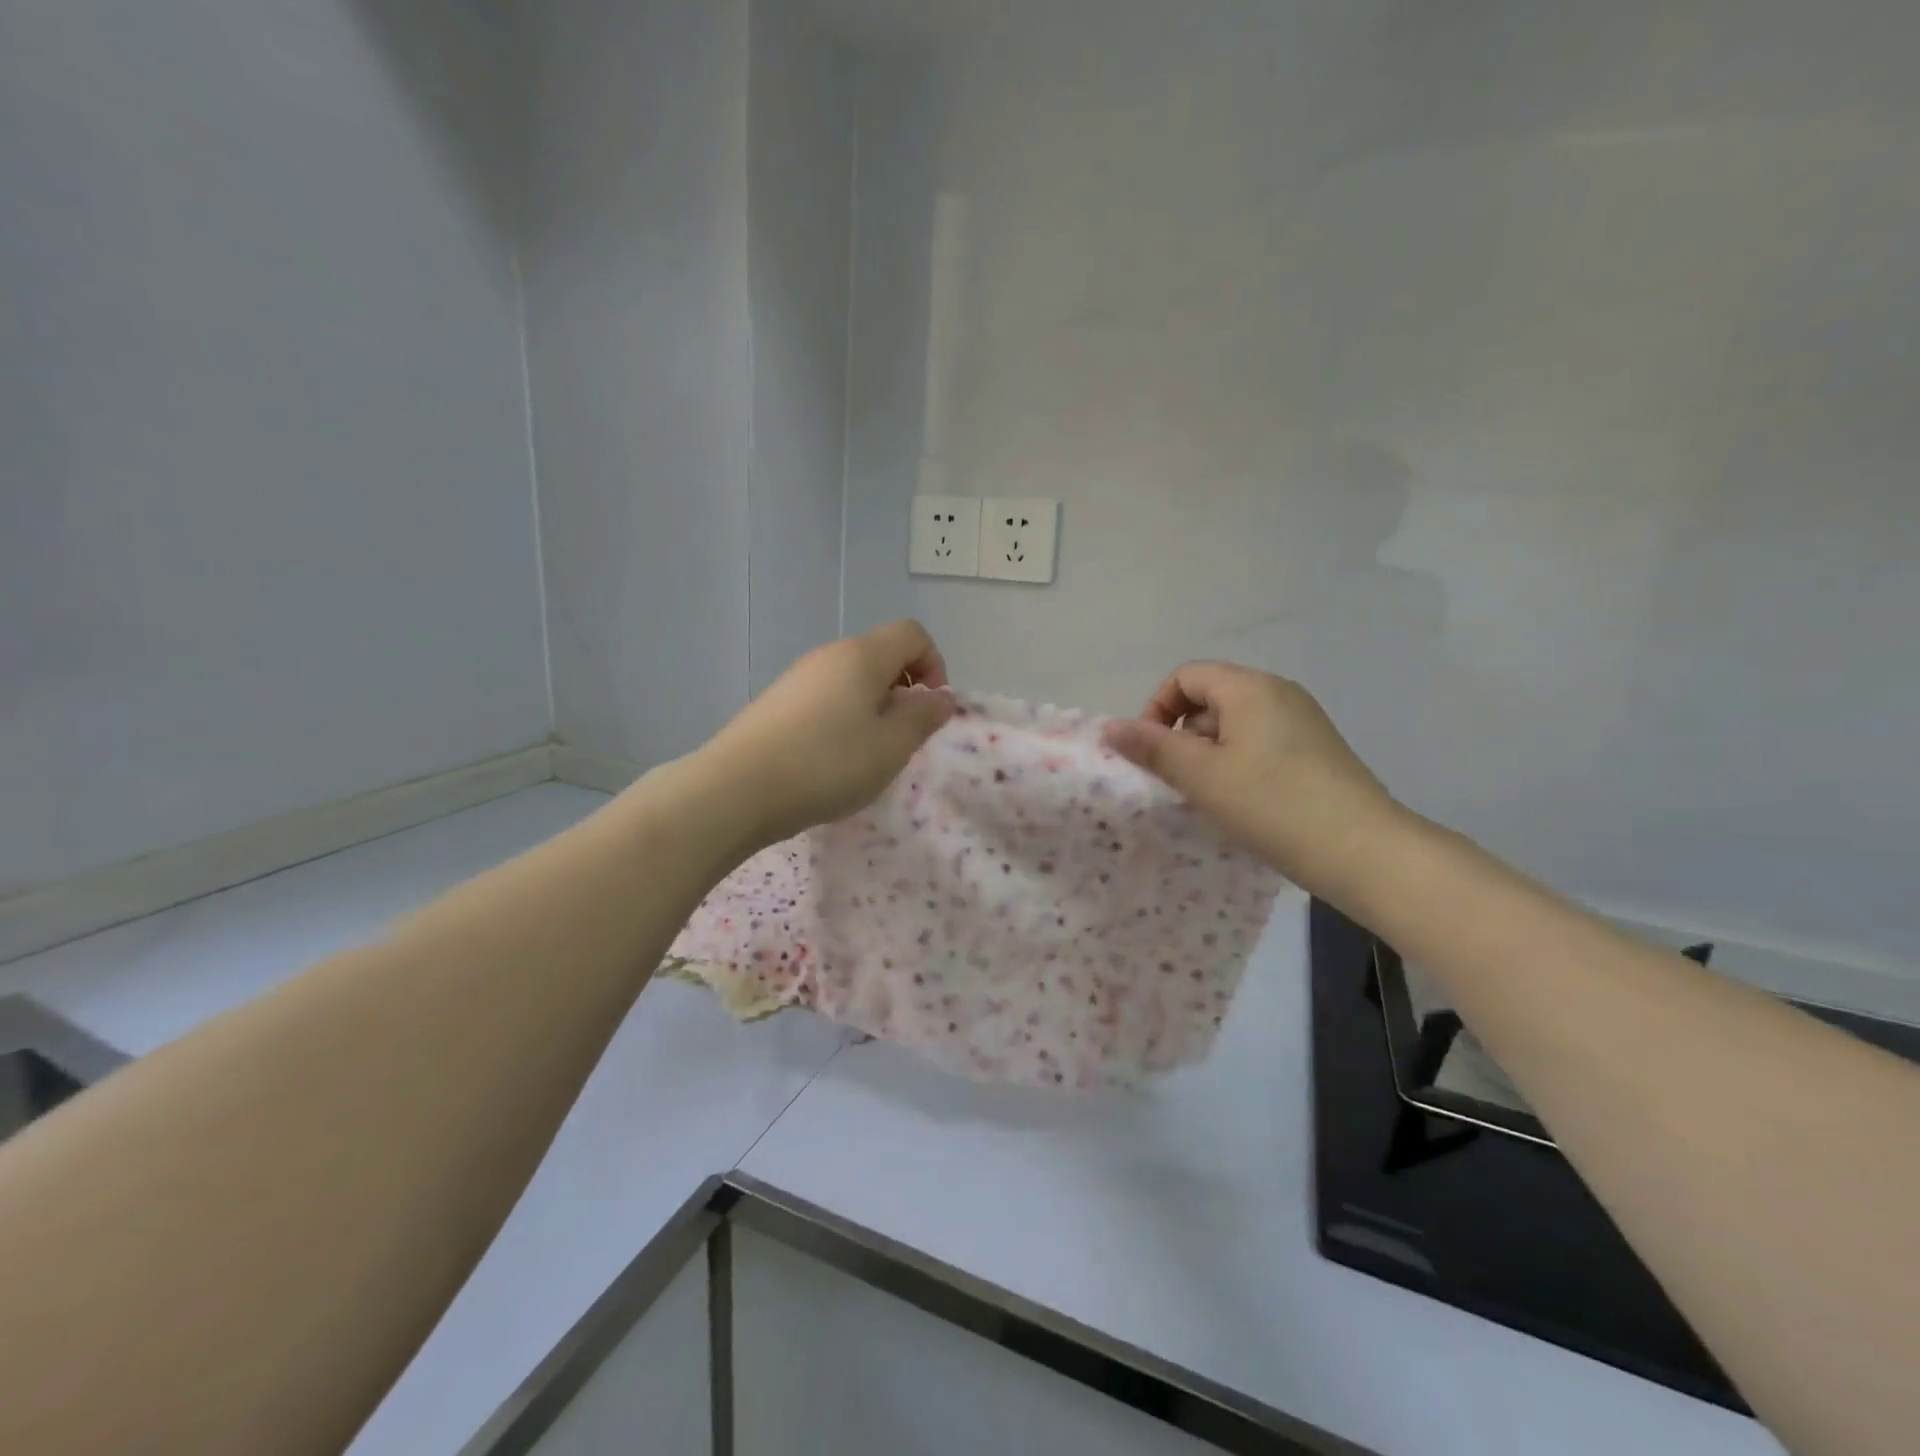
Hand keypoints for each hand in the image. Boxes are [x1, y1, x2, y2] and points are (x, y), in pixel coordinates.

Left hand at [703, 620, 956, 846]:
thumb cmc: (828, 764)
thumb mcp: (891, 746)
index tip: (929, 709)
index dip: (934, 664)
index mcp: (862, 656)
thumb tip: (942, 696)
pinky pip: (825, 698)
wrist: (737, 789)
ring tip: (867, 755)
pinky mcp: (777, 702)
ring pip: (852, 680)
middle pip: (881, 655)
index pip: (912, 634)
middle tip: (901, 738)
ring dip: (873, 708)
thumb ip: (923, 717)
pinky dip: (843, 719)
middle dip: (904, 691)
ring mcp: (798, 677)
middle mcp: (829, 655)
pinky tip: (831, 760)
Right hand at [1101, 662, 1403, 889]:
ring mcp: (1303, 722)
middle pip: (1210, 698)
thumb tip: (1110, 726)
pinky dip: (1237, 765)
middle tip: (1176, 781)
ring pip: (1235, 725)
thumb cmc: (1273, 806)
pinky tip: (1240, 804)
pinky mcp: (1317, 751)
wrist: (1364, 852)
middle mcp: (1279, 693)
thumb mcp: (1203, 776)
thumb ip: (1153, 747)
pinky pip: (1260, 744)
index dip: (1156, 708)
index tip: (1150, 753)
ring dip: (1208, 754)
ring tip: (1206, 798)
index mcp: (1251, 688)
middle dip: (1181, 735)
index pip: (1186, 676)